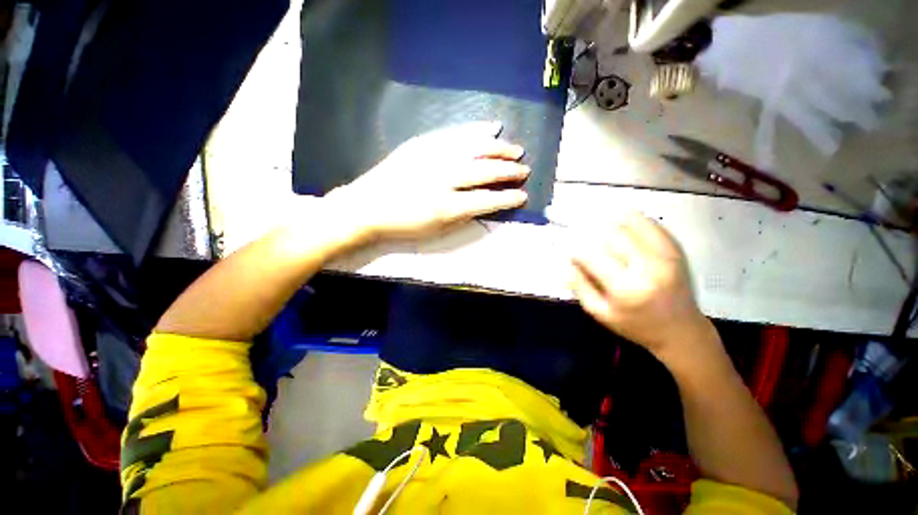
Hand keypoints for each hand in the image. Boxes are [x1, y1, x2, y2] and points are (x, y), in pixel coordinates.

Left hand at [325, 122, 529, 240]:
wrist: (367, 207)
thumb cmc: (403, 225)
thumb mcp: (435, 230)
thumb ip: (463, 216)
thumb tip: (485, 204)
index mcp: (446, 207)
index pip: (486, 201)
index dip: (507, 198)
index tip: (522, 196)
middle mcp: (443, 179)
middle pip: (484, 171)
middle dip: (508, 171)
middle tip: (524, 170)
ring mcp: (432, 157)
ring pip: (474, 149)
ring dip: (498, 149)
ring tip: (515, 150)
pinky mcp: (422, 145)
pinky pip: (455, 135)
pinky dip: (476, 132)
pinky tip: (491, 129)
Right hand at [569, 211, 714, 359]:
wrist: (681, 330)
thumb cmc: (635, 324)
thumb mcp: (599, 312)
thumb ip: (579, 285)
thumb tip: (563, 260)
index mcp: (626, 288)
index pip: (590, 254)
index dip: (571, 244)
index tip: (560, 242)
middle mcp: (647, 266)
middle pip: (609, 233)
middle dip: (585, 227)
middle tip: (571, 224)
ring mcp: (665, 254)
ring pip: (629, 222)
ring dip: (604, 217)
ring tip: (588, 218)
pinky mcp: (675, 247)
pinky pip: (648, 222)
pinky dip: (627, 216)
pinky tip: (613, 218)